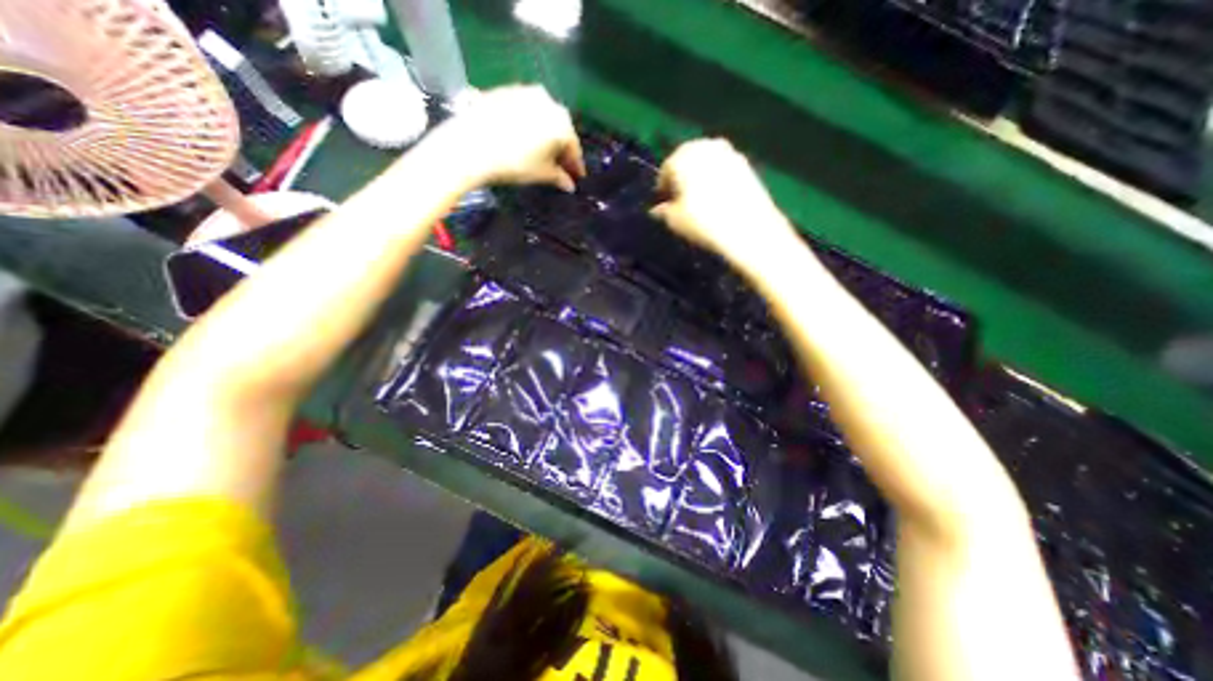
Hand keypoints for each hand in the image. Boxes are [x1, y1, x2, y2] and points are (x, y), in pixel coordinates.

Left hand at [445, 84, 585, 190]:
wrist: (471, 144)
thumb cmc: (515, 163)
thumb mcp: (542, 174)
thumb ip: (560, 178)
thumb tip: (570, 185)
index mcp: (562, 123)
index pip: (574, 148)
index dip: (576, 165)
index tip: (577, 177)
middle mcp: (548, 101)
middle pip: (559, 129)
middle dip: (561, 148)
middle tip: (560, 166)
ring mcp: (525, 92)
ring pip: (542, 117)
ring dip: (544, 135)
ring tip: (540, 152)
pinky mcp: (504, 90)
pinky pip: (524, 110)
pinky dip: (527, 125)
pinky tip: (522, 138)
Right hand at [655, 136, 797, 264]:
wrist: (747, 227)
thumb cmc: (702, 221)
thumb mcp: (674, 221)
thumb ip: (663, 211)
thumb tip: (658, 209)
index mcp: (682, 156)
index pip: (666, 169)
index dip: (662, 188)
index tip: (663, 204)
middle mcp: (704, 145)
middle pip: (687, 160)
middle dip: (682, 178)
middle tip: (680, 200)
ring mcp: (728, 152)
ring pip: (707, 163)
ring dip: (700, 177)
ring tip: (700, 201)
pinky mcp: (746, 164)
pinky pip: (723, 169)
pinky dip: (717, 180)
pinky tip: (718, 199)